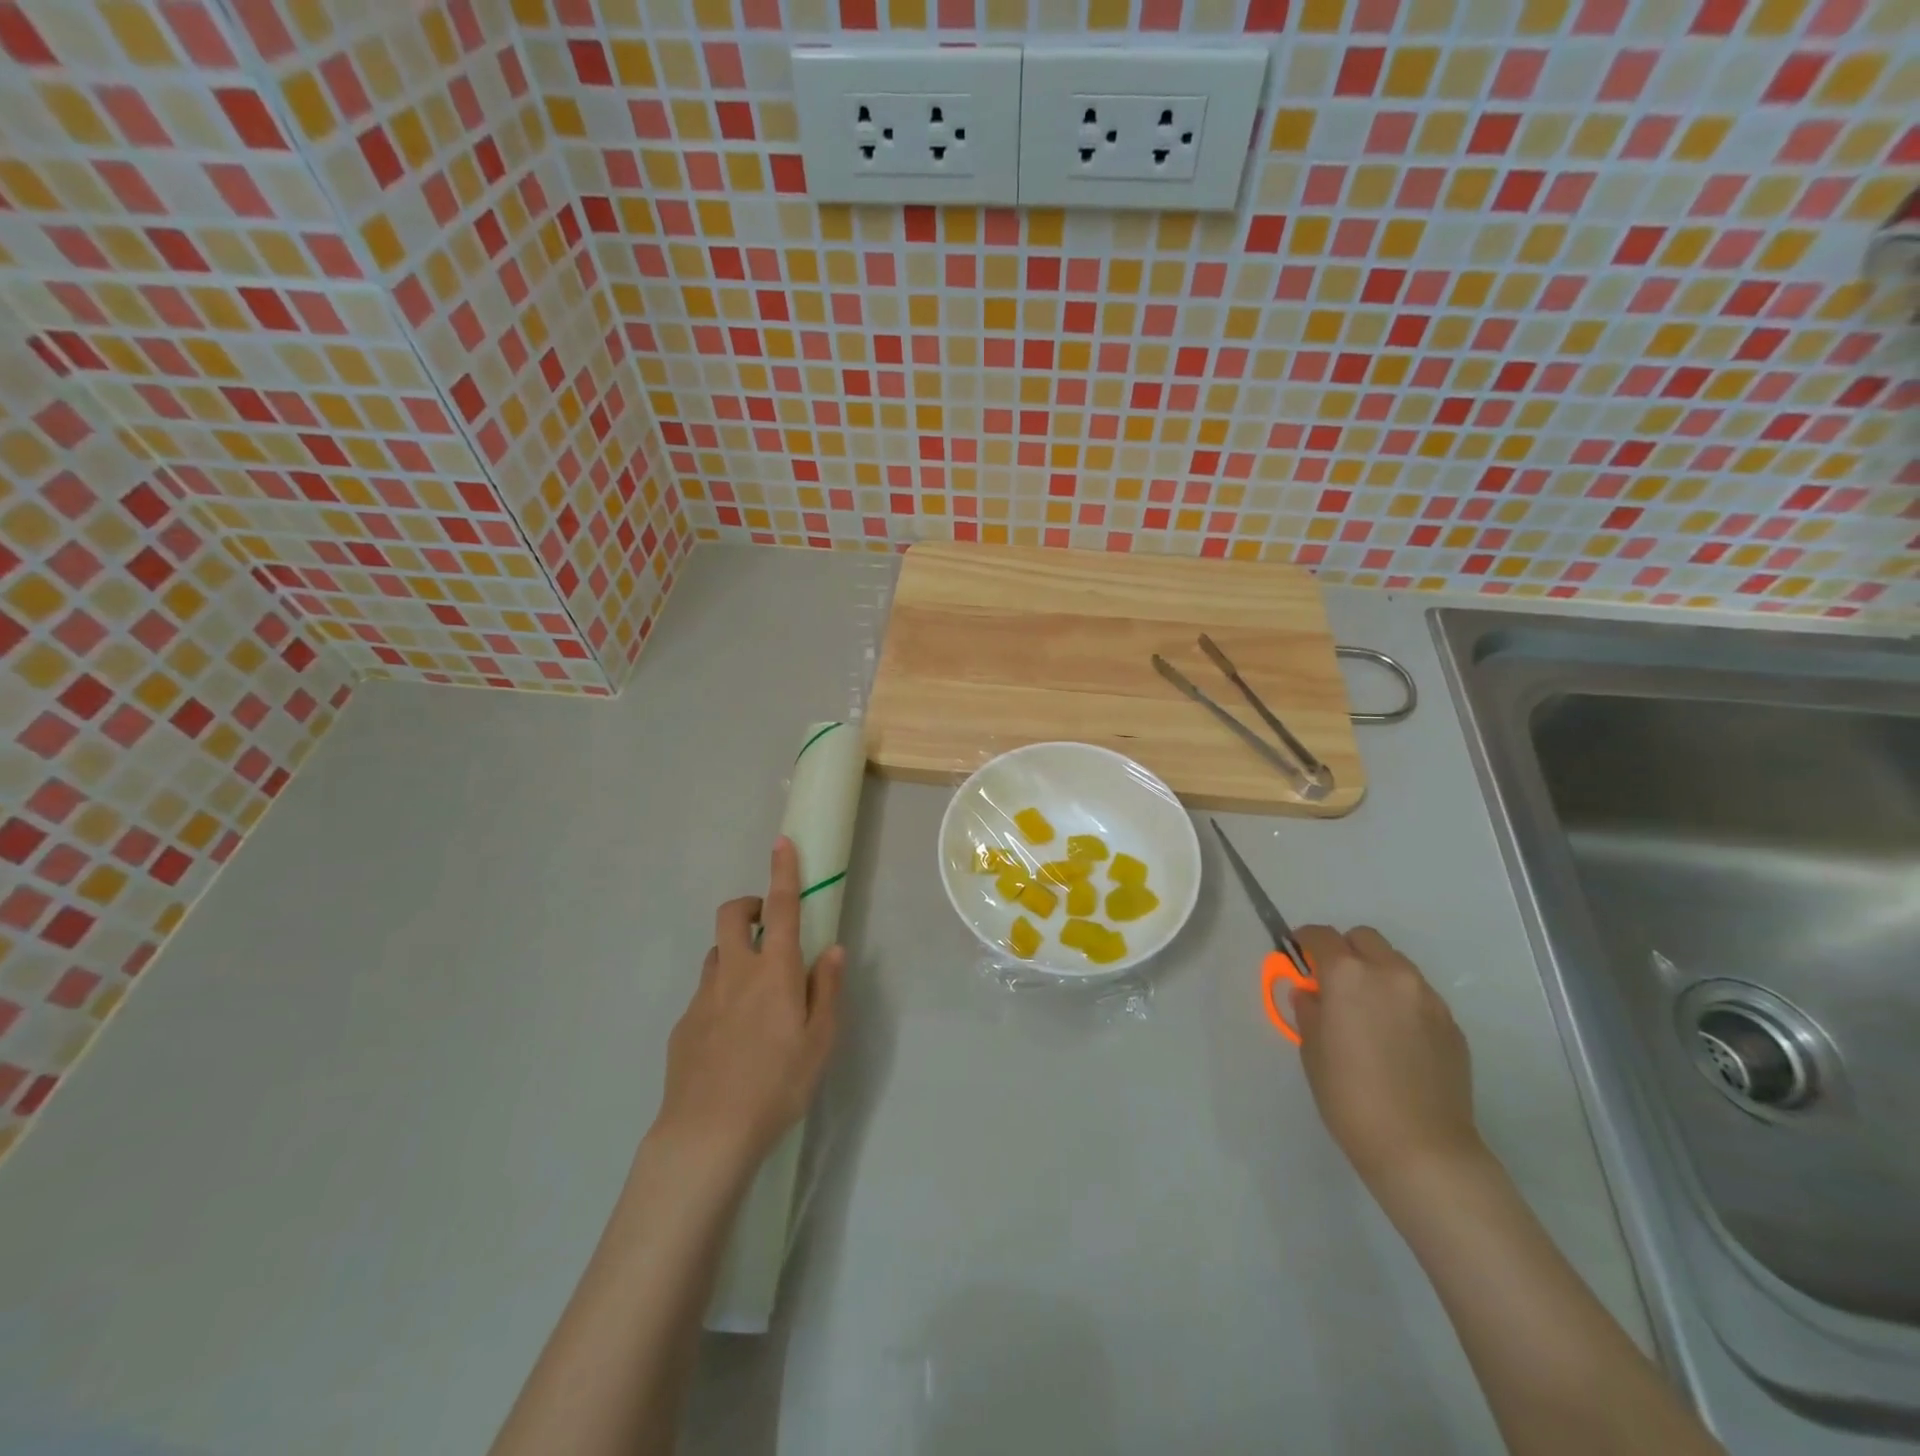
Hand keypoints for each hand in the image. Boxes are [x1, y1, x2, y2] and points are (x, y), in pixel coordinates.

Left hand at [654, 837, 844, 1172]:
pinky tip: (733, 1040)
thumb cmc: (777, 1085)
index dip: (783, 871)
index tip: (781, 842)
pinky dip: (722, 995)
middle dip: (749, 905)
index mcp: (773, 971)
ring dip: (735, 953)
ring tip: (756, 993)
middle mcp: (734, 973)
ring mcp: (703, 997)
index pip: (780, 907)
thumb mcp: (819, 1041)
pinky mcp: (683, 1024)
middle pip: (731, 915)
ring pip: (716, 954)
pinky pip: (706, 993)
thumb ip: (825, 989)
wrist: (706, 1134)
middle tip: (767, 926)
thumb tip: (830, 949)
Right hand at [1291, 925, 1481, 1200]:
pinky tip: (1396, 1038)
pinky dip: (1401, 1001)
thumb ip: (1309, 1010)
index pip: (1321, 936)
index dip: (1305, 941)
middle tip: (1333, 982)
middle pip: (1364, 938)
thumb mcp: (1311, 1050)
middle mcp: (1390, 974)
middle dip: (1345, 950)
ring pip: (1396, 964)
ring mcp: (1427, 998)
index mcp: (1348, 975)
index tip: (1297, 955)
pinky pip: (1419, 995)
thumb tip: (1311, 994)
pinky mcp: (1451, 1024)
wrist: (1422, 1149)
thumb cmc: (1350, 1096)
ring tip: (1368, 1011)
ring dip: (1376, 973)